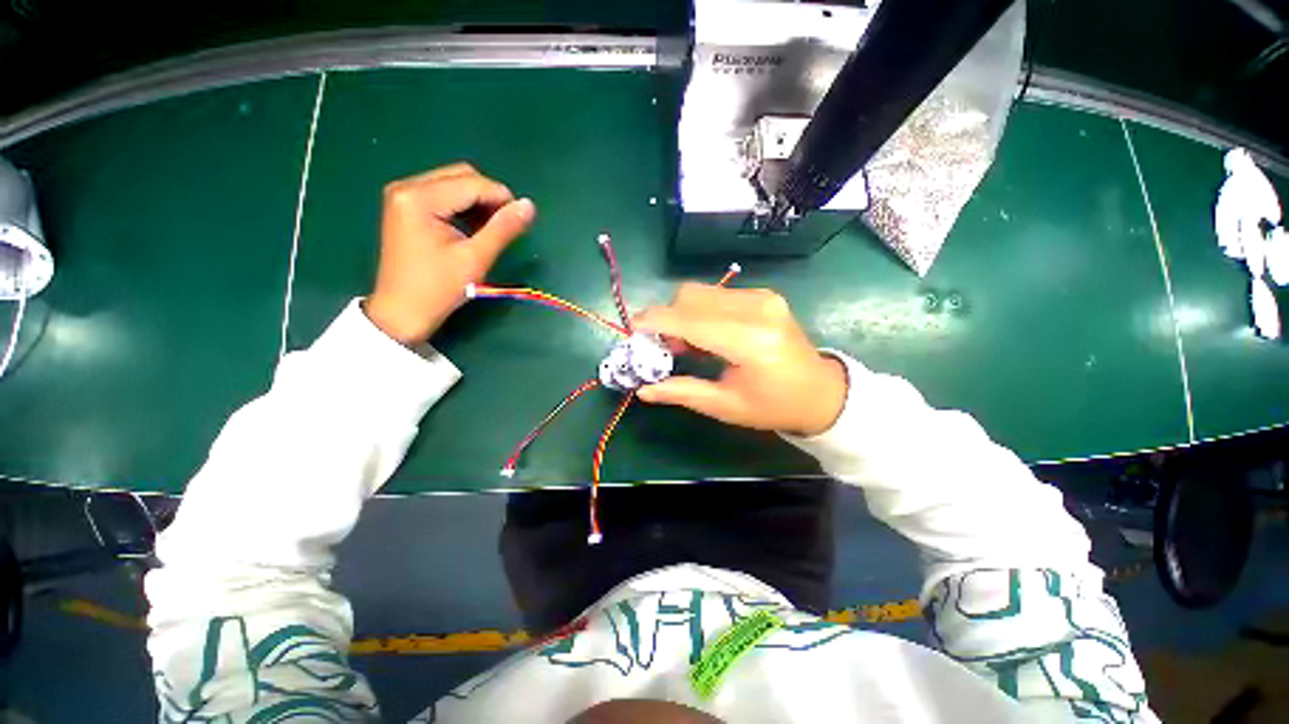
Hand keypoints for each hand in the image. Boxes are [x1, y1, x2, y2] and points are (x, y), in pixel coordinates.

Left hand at [364, 163, 534, 344]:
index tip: (521, 222)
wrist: (402, 312)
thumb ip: (504, 228)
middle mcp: (408, 187)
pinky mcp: (406, 206)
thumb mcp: (476, 258)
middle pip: (462, 176)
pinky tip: (472, 229)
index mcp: (420, 198)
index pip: (472, 183)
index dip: (502, 198)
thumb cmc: (438, 288)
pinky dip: (463, 207)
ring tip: (490, 231)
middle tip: (504, 227)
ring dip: (478, 202)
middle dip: (489, 197)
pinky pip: (443, 195)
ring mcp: (404, 195)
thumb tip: (529, 205)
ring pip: (454, 183)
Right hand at [634, 284, 847, 436]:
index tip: (632, 330)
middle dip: (667, 318)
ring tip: (688, 344)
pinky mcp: (764, 295)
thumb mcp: (725, 406)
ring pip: (701, 292)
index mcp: (750, 341)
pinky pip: (717, 294)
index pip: (690, 320)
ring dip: (683, 314)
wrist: (820, 391)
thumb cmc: (773, 406)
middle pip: (691, 296)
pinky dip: (701, 311)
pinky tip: (707, 334)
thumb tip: (643, 390)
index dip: (655, 322)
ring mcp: (762, 297)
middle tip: (666, 347)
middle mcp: (757, 309)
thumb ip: (682, 392)